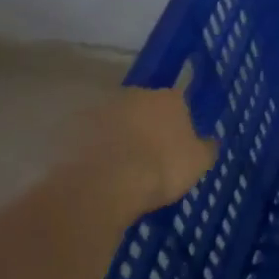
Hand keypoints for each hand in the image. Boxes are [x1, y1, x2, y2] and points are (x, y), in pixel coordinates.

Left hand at [51, 86, 218, 228]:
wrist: (103, 185)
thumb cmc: (160, 169)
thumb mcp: (198, 163)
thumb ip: (205, 148)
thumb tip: (208, 141)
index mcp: (169, 99)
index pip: (177, 103)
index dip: (176, 124)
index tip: (174, 146)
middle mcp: (135, 94)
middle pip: (142, 107)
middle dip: (144, 126)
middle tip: (144, 156)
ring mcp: (100, 109)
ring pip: (113, 120)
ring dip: (116, 136)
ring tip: (116, 168)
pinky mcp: (70, 127)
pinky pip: (86, 138)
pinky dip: (90, 150)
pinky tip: (93, 172)